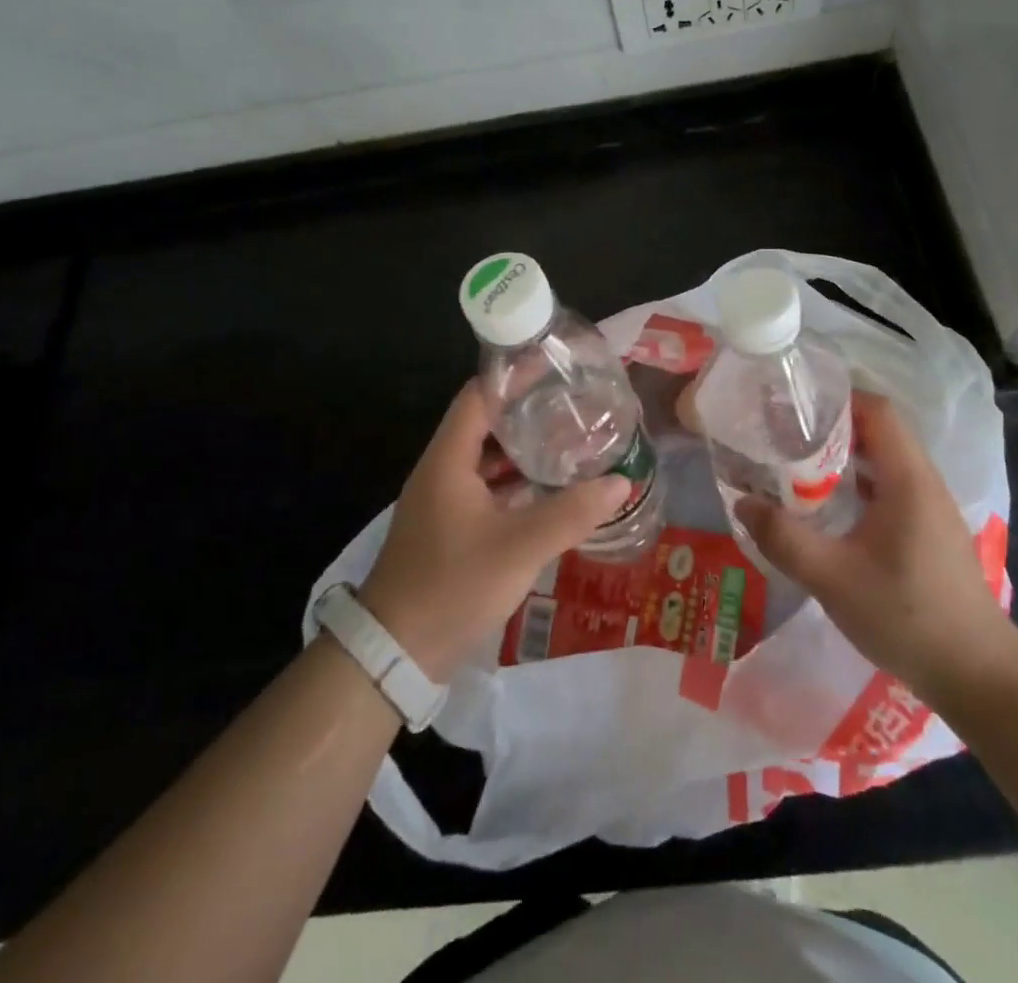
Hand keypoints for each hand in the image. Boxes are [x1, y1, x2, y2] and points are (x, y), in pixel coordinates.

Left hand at [358, 382, 627, 683]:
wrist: (396, 652)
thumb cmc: (453, 586)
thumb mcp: (519, 548)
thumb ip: (572, 513)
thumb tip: (621, 481)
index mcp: (448, 459)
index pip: (479, 395)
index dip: (514, 376)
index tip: (554, 365)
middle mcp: (442, 470)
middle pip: (485, 423)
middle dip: (528, 410)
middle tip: (573, 403)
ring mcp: (444, 500)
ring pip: (487, 457)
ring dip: (524, 448)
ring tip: (570, 439)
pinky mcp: (450, 526)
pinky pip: (487, 487)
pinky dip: (516, 480)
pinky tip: (549, 488)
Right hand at [735, 391, 1017, 708]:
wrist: (977, 675)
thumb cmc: (906, 617)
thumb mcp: (833, 578)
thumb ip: (784, 539)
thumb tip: (742, 503)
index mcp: (908, 479)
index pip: (877, 410)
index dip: (837, 398)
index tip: (793, 406)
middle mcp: (923, 482)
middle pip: (879, 431)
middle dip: (831, 426)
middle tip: (783, 434)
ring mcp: (930, 507)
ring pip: (884, 460)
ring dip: (843, 456)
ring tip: (796, 465)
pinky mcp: (928, 531)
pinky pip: (890, 487)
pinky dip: (857, 483)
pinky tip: (827, 507)